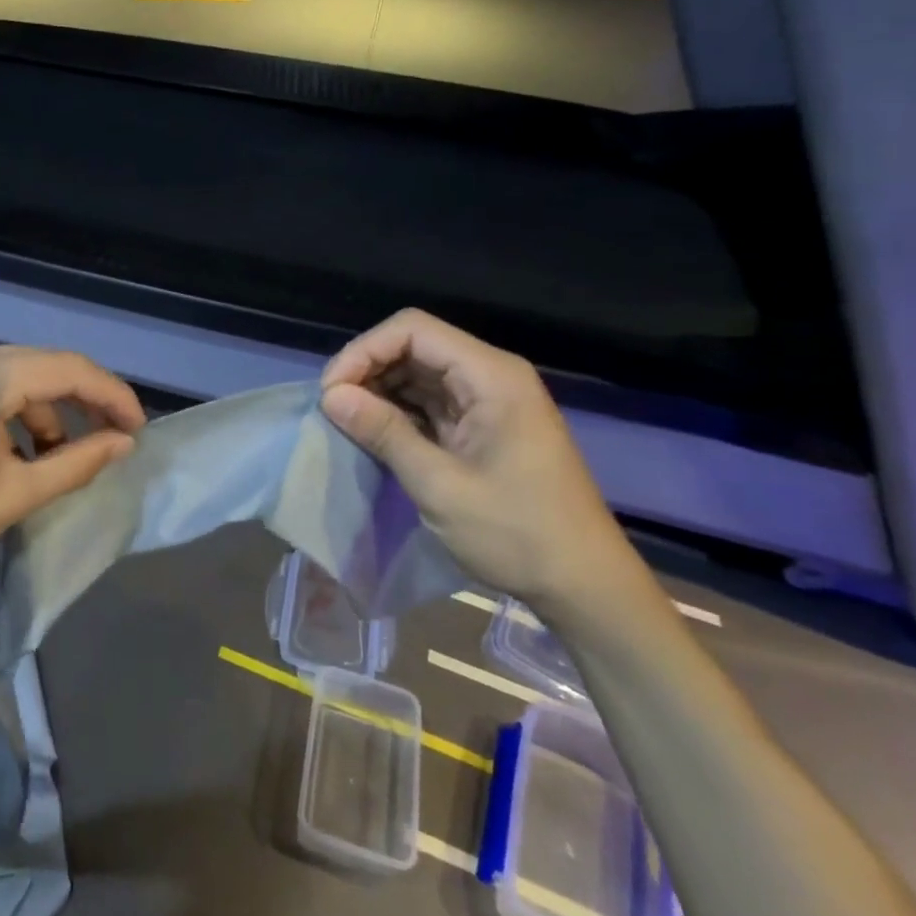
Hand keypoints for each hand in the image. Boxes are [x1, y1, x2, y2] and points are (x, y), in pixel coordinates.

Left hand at [0, 344, 145, 611]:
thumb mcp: (14, 495)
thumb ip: (77, 462)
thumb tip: (124, 444)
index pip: (64, 368)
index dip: (110, 395)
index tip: (137, 428)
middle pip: (39, 364)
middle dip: (80, 399)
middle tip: (113, 436)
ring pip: (11, 374)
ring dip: (44, 409)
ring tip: (59, 456)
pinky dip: (10, 411)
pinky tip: (18, 450)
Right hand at [320, 309, 651, 620]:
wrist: (584, 585)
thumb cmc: (517, 533)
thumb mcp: (440, 485)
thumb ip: (384, 432)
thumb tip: (330, 396)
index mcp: (491, 376)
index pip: (412, 329)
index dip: (364, 350)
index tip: (332, 392)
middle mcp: (490, 376)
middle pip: (414, 346)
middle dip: (367, 370)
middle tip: (333, 410)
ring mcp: (487, 401)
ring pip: (418, 373)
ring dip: (378, 391)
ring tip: (347, 423)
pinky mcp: (482, 426)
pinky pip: (429, 401)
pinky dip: (397, 412)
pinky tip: (375, 434)